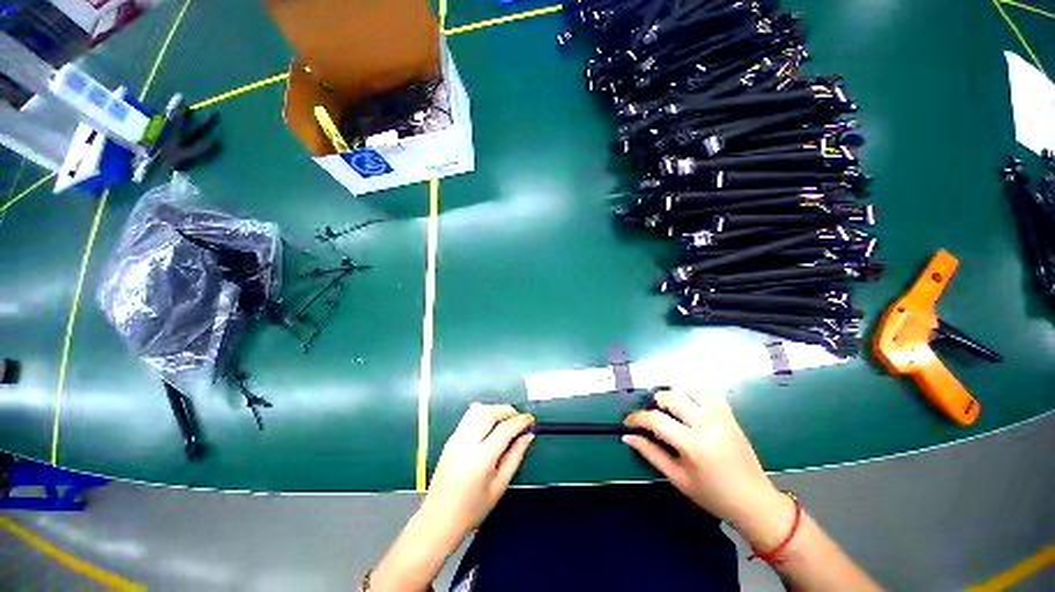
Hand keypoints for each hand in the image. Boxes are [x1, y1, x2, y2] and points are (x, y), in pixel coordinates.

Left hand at [420, 403, 534, 541]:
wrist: (438, 519)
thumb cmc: (472, 509)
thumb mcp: (500, 485)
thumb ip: (515, 456)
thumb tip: (528, 436)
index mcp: (481, 458)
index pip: (504, 429)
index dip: (520, 421)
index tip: (530, 420)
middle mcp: (467, 442)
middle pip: (489, 412)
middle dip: (507, 410)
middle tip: (519, 419)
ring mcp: (456, 438)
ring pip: (477, 409)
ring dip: (494, 409)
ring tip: (505, 421)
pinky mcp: (451, 438)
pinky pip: (469, 416)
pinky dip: (483, 414)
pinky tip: (490, 427)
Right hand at [623, 390, 785, 527]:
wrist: (755, 501)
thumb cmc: (713, 495)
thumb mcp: (678, 478)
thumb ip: (651, 454)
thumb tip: (627, 437)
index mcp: (692, 444)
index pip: (655, 419)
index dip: (636, 418)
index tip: (629, 422)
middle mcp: (706, 424)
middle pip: (670, 397)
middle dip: (654, 403)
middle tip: (652, 417)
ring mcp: (720, 416)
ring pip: (688, 388)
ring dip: (673, 394)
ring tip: (670, 410)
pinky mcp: (729, 414)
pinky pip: (708, 391)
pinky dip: (693, 392)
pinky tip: (689, 404)